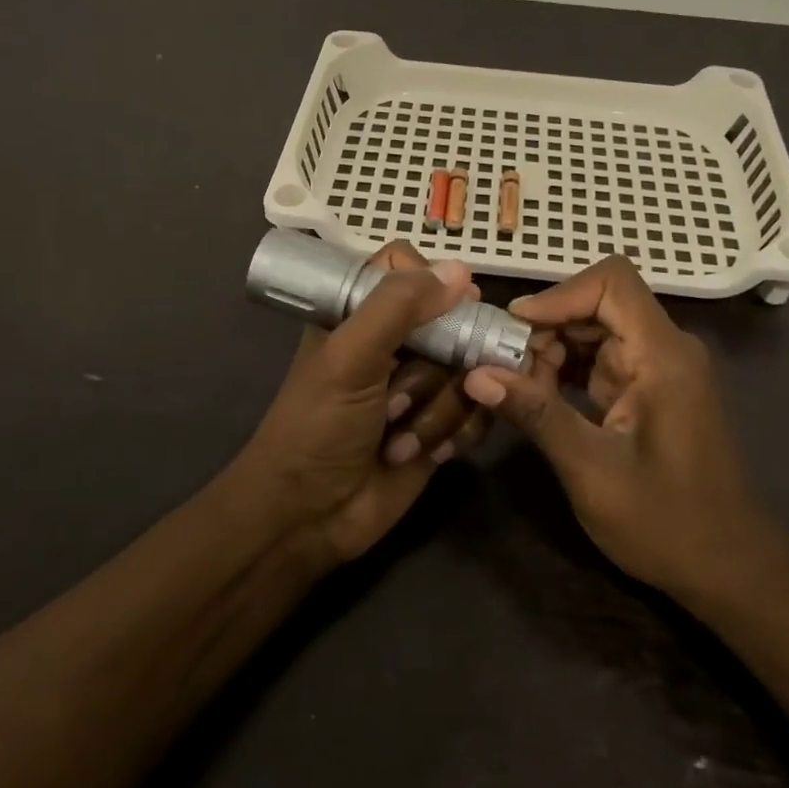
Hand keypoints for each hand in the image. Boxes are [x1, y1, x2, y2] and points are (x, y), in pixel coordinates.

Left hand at [231, 243, 488, 565]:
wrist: (309, 518)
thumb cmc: (318, 427)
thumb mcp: (350, 357)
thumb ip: (399, 306)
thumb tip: (461, 270)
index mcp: (362, 312)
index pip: (410, 269)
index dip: (432, 286)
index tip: (441, 314)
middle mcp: (396, 341)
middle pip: (454, 322)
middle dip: (435, 370)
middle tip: (396, 403)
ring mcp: (422, 384)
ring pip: (470, 370)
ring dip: (438, 412)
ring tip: (398, 442)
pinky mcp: (442, 424)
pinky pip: (479, 410)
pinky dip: (456, 434)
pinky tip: (429, 455)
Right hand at [462, 256, 788, 607]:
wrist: (729, 570)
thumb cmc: (667, 524)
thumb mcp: (592, 471)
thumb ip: (537, 415)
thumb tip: (476, 374)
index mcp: (662, 356)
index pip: (611, 282)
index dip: (559, 294)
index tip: (514, 327)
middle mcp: (664, 349)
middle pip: (598, 303)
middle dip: (546, 326)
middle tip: (502, 364)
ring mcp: (658, 369)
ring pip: (594, 330)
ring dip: (551, 349)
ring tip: (514, 385)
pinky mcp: (648, 389)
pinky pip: (600, 359)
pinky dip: (565, 370)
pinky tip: (536, 397)